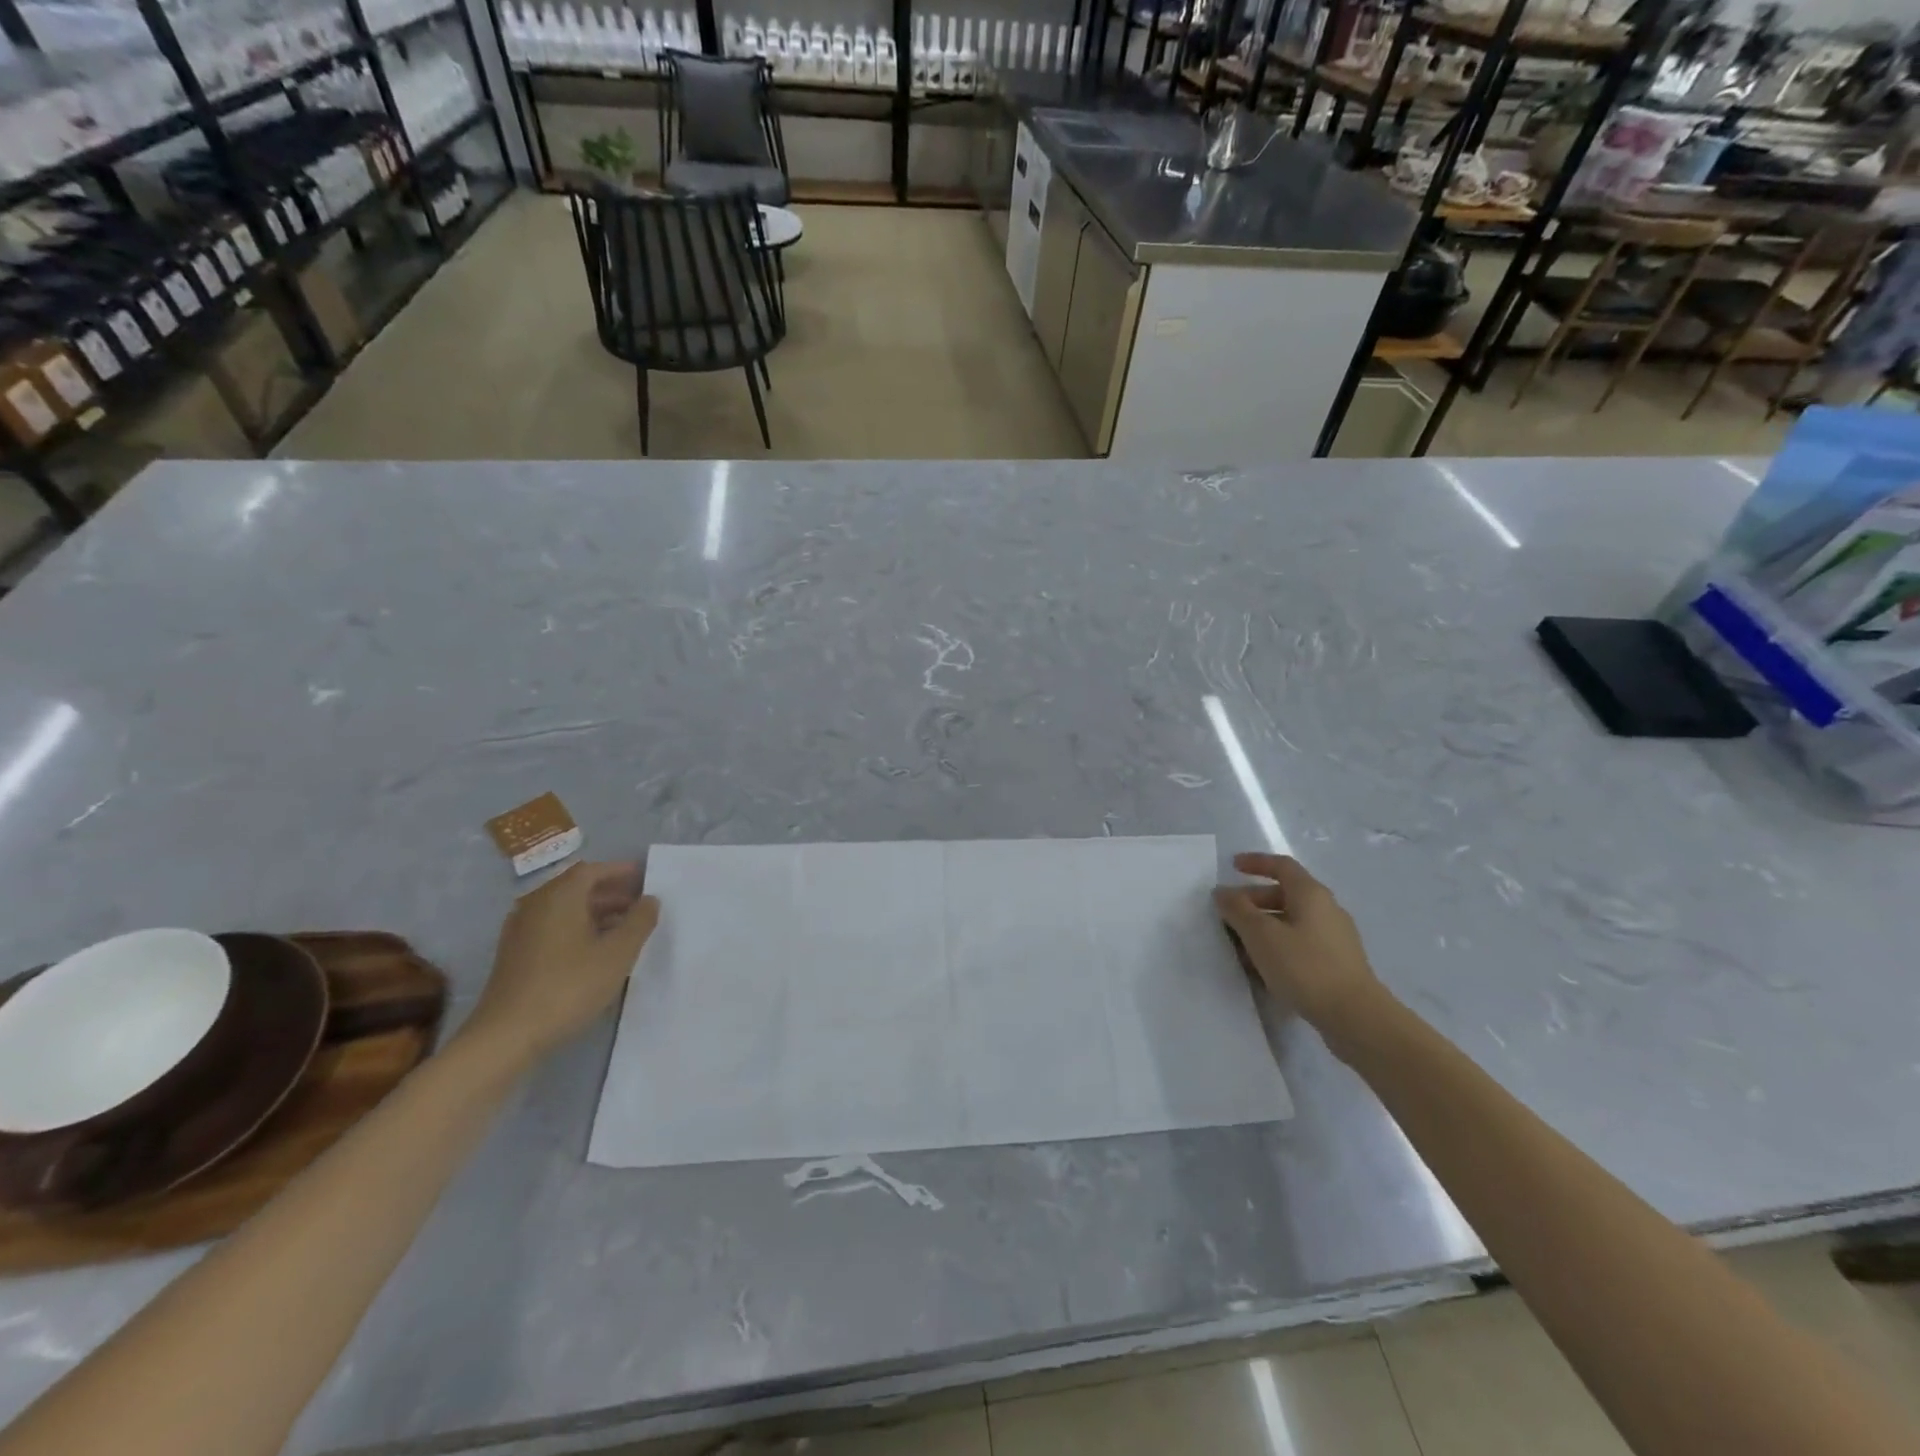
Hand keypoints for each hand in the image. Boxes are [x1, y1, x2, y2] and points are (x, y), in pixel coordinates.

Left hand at [463, 862, 658, 1065]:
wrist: (506, 1035)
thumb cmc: (569, 986)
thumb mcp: (617, 954)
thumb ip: (639, 922)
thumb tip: (650, 900)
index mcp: (560, 896)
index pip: (592, 870)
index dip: (620, 872)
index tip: (644, 878)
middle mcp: (536, 905)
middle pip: (577, 888)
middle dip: (611, 893)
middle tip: (640, 905)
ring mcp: (521, 930)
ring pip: (565, 909)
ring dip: (595, 912)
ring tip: (624, 930)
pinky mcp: (515, 954)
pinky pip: (553, 927)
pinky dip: (577, 928)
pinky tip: (595, 951)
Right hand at [1214, 853, 1381, 1032]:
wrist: (1355, 1016)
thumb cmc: (1304, 966)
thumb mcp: (1261, 935)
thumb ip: (1238, 910)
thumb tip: (1223, 892)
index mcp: (1311, 894)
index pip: (1281, 865)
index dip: (1255, 862)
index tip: (1232, 867)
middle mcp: (1326, 909)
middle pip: (1284, 894)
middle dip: (1253, 900)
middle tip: (1228, 914)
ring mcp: (1334, 937)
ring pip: (1291, 921)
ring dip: (1263, 926)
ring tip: (1239, 945)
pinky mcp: (1337, 963)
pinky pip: (1300, 942)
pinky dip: (1278, 945)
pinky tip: (1263, 967)